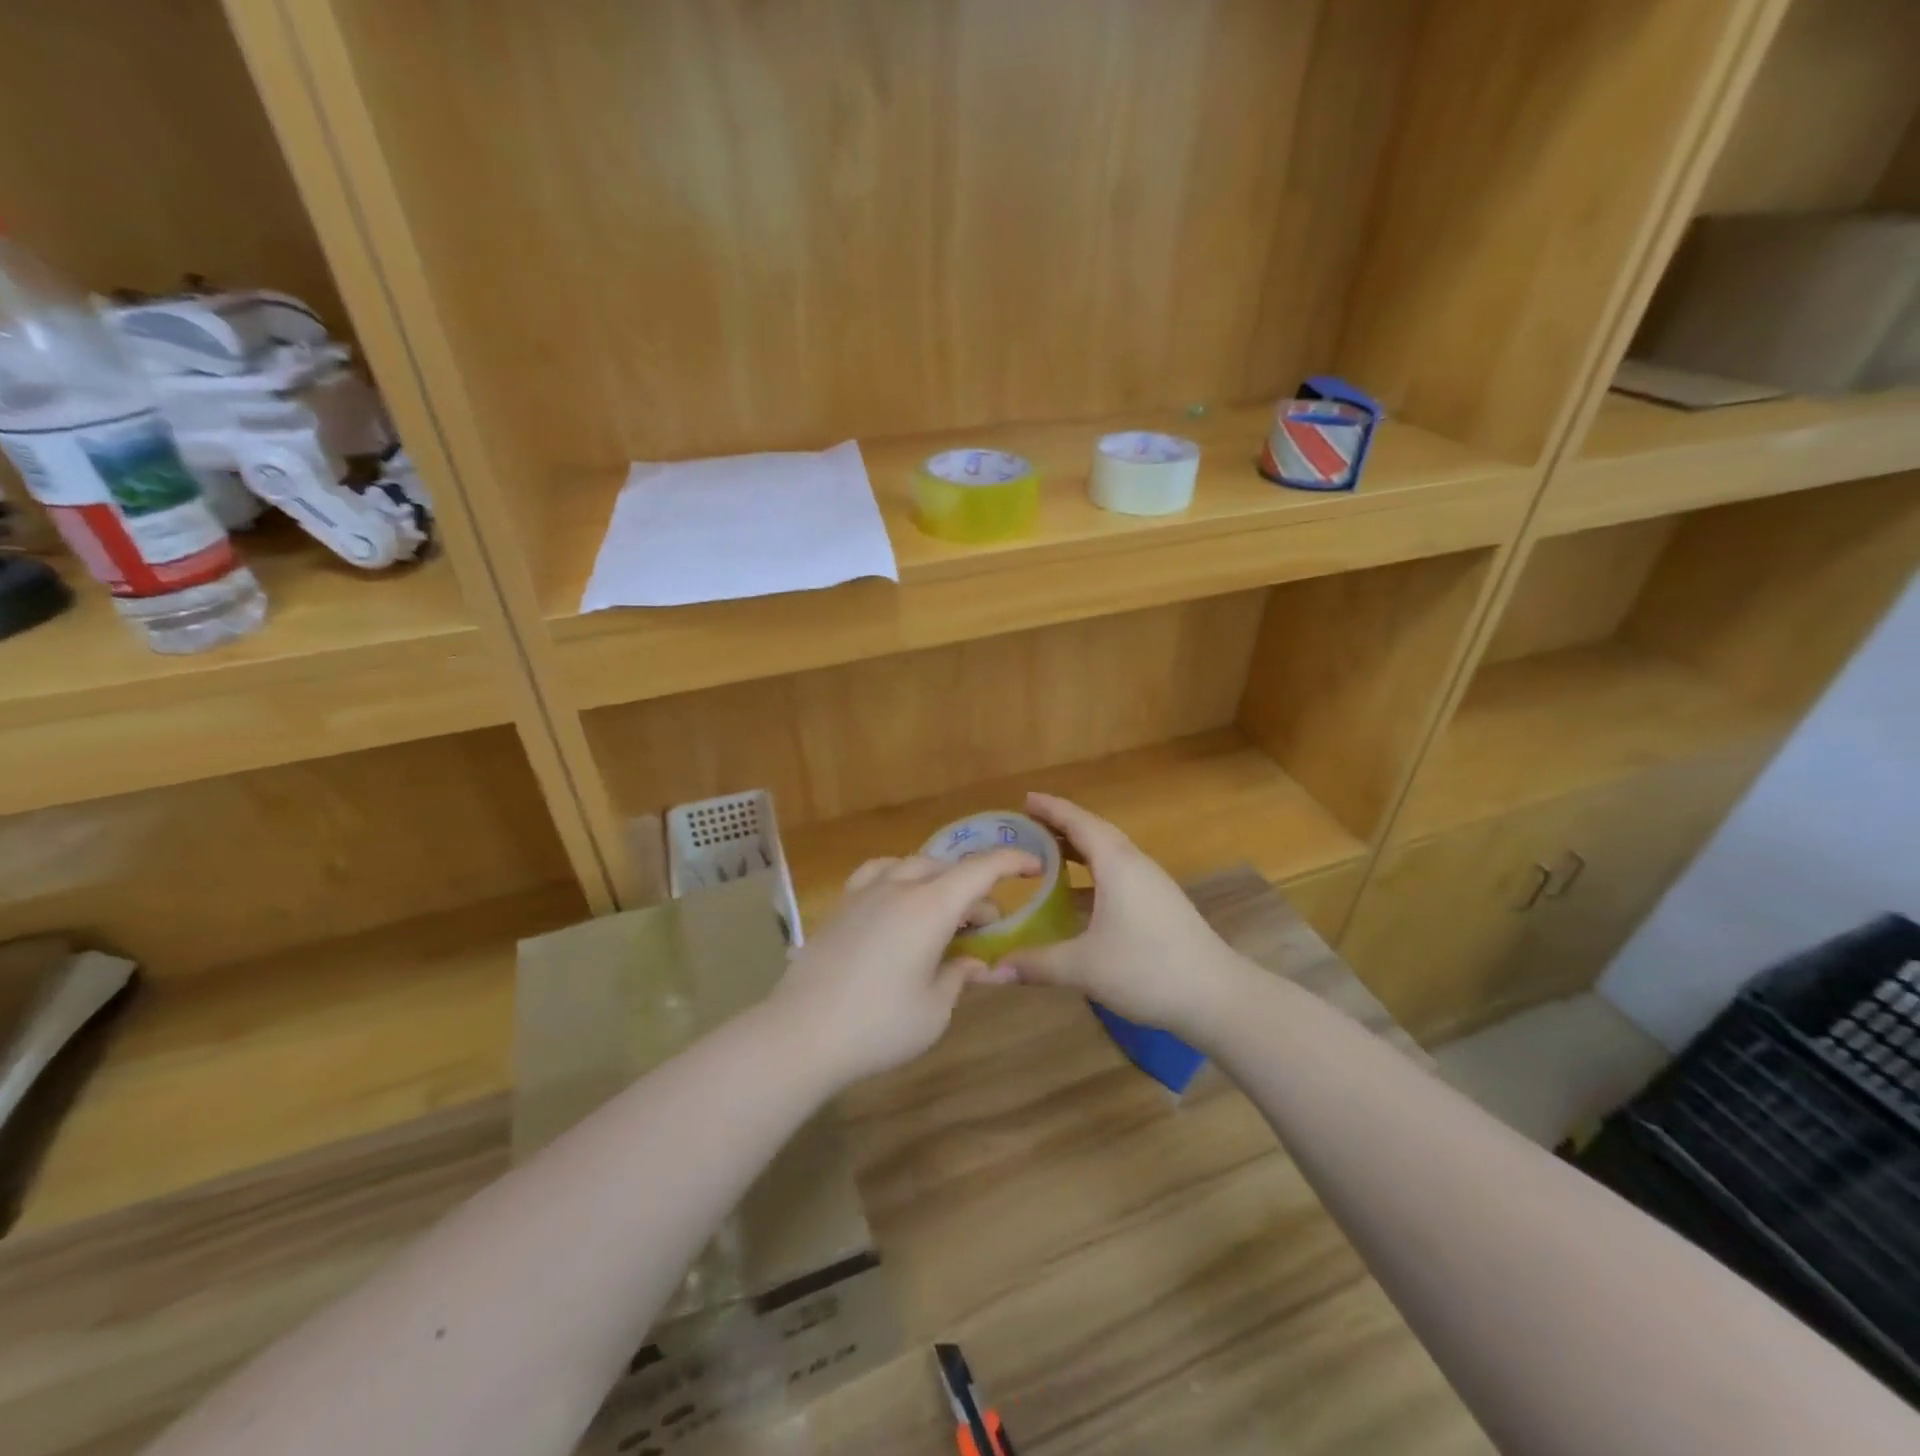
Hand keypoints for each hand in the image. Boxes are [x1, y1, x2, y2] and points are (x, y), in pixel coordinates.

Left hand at [772, 847, 1039, 1086]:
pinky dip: (900, 877)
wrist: (802, 1032)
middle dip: (974, 889)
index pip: (981, 869)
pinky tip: (898, 900)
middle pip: (947, 869)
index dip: (1012, 862)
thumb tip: (972, 962)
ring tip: (944, 909)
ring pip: (912, 865)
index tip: (1035, 866)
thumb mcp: (934, 1009)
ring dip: (938, 879)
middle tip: (984, 925)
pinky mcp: (841, 906)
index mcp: (930, 906)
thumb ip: (959, 976)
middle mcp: (899, 886)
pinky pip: (878, 873)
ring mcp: (865, 892)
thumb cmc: (879, 1025)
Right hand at [989, 793, 1253, 1045]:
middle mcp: (1135, 864)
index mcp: (1117, 865)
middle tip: (1028, 824)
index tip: (1025, 799)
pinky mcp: (1159, 903)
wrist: (1217, 995)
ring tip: (1046, 853)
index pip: (1079, 823)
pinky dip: (1092, 872)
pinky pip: (1118, 872)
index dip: (1051, 809)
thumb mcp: (1084, 968)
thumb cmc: (1147, 970)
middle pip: (1095, 832)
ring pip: (1109, 853)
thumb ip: (1036, 964)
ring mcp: (1151, 884)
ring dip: (1078, 849)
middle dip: (1061, 825)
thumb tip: (991, 970)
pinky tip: (1077, 896)